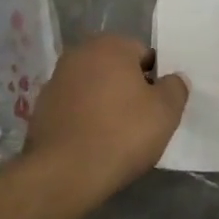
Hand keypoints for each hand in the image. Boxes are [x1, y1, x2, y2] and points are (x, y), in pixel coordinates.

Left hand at [23, 34, 188, 188]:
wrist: (64, 172)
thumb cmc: (122, 134)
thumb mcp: (165, 112)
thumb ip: (175, 88)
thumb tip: (174, 79)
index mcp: (110, 45)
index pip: (144, 54)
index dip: (155, 80)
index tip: (158, 106)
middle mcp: (79, 53)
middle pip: (116, 68)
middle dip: (129, 88)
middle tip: (141, 121)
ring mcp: (56, 79)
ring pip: (94, 87)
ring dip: (105, 102)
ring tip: (116, 135)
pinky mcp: (42, 106)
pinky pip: (74, 107)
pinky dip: (85, 118)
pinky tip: (92, 142)